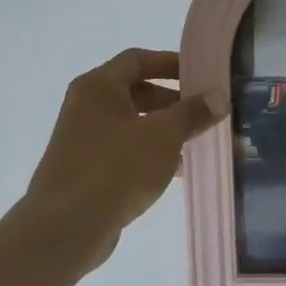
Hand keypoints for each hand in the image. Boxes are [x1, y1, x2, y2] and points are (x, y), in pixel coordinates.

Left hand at [22, 48, 223, 269]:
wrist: (66, 226)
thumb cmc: (115, 168)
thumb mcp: (163, 136)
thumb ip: (192, 113)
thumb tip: (218, 97)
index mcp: (99, 86)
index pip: (138, 59)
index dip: (172, 63)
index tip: (202, 75)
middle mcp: (87, 106)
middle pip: (136, 91)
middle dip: (173, 101)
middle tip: (205, 112)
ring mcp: (84, 138)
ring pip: (133, 124)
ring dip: (165, 130)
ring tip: (198, 142)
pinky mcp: (87, 168)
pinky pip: (125, 150)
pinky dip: (150, 153)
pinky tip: (176, 171)